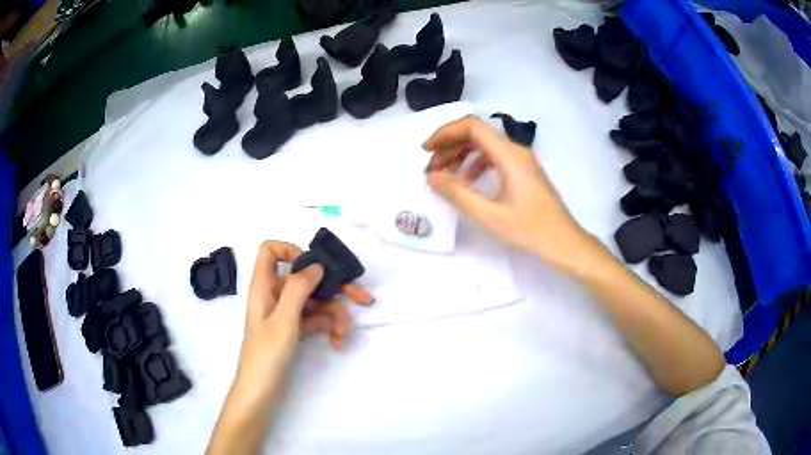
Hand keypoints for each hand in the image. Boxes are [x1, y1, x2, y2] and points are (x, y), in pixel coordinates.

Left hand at [237, 240, 372, 388]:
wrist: (260, 393)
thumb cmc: (266, 354)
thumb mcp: (284, 319)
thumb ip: (299, 288)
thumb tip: (316, 265)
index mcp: (264, 286)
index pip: (270, 251)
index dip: (291, 251)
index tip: (315, 267)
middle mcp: (275, 296)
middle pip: (305, 279)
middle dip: (334, 288)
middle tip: (363, 299)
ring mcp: (285, 315)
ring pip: (314, 302)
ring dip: (334, 315)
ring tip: (343, 334)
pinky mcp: (294, 331)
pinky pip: (315, 320)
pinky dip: (327, 328)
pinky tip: (337, 342)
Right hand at [423, 116, 594, 273]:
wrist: (565, 244)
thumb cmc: (531, 230)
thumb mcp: (490, 215)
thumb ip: (458, 193)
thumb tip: (431, 176)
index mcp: (509, 155)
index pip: (472, 126)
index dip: (445, 133)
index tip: (426, 151)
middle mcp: (516, 151)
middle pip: (477, 134)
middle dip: (450, 146)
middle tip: (432, 169)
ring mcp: (522, 161)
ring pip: (485, 146)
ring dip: (461, 155)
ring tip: (445, 176)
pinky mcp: (524, 172)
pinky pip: (495, 158)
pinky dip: (476, 165)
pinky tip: (468, 183)